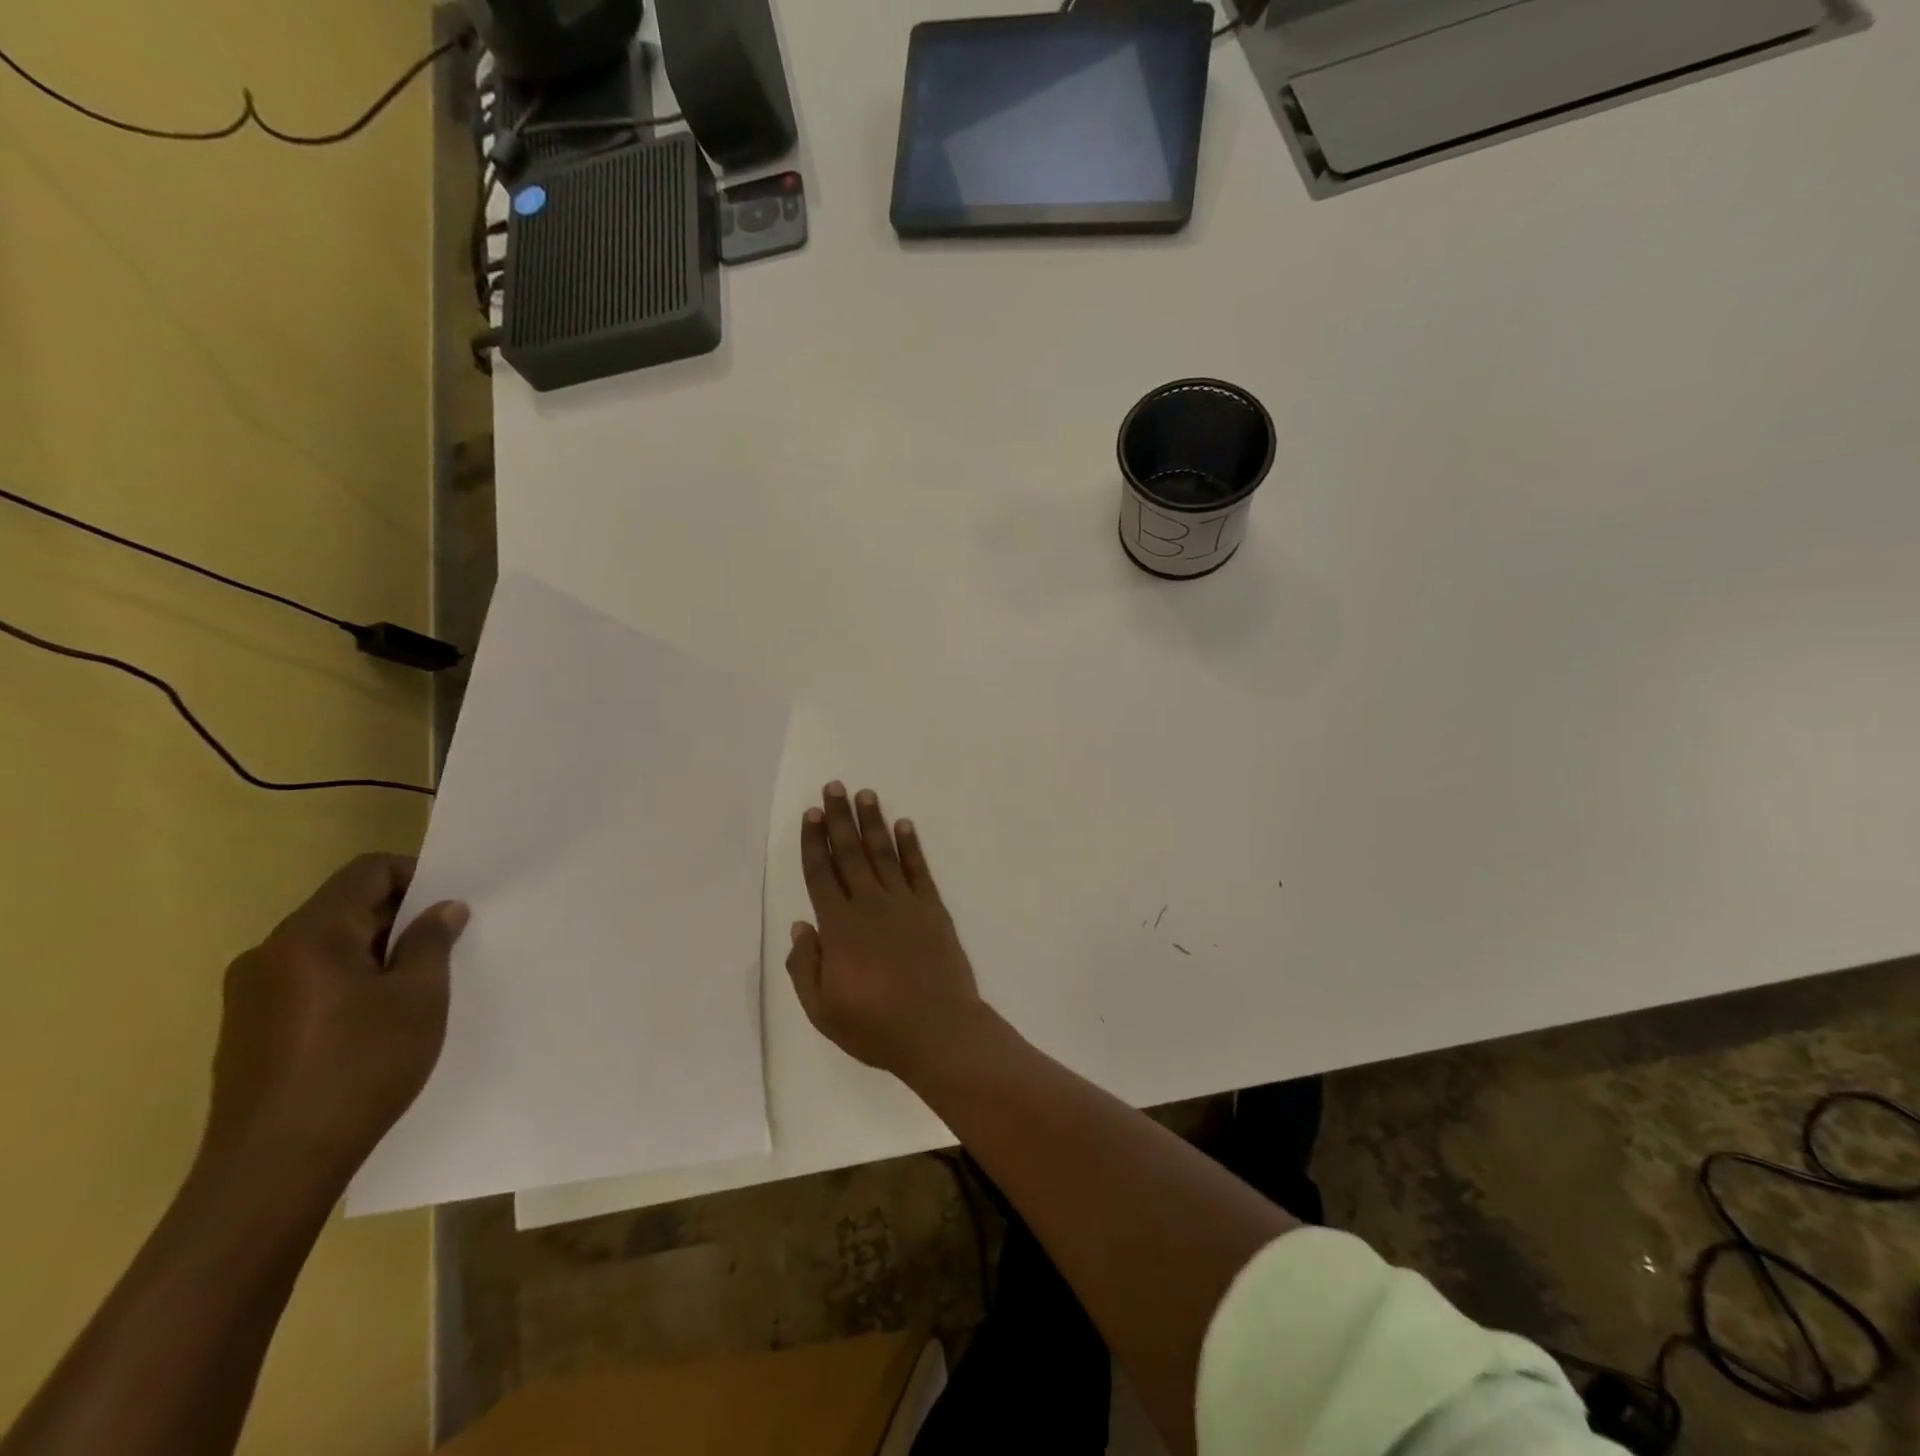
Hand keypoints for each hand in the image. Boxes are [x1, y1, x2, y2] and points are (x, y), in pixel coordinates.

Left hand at [199, 854, 467, 1194]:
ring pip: (328, 947)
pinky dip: (349, 982)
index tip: (450, 906)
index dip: (415, 875)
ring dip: (376, 953)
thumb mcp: (418, 998)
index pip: (366, 871)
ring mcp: (251, 994)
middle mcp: (270, 953)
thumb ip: (431, 942)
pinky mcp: (248, 1029)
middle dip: (400, 918)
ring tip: (416, 989)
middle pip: (345, 907)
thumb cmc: (359, 1068)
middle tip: (446, 948)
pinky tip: (375, 1022)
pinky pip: (309, 981)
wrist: (273, 1169)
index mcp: (309, 936)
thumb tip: (442, 909)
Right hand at [786, 783, 988, 1082]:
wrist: (939, 1031)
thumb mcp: (822, 1010)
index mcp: (839, 927)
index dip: (814, 842)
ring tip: (866, 794)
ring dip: (873, 823)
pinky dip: (911, 846)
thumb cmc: (876, 1026)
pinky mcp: (932, 909)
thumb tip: (800, 925)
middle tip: (834, 787)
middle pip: (850, 853)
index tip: (811, 814)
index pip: (821, 874)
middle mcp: (870, 905)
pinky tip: (905, 825)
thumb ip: (805, 966)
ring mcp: (904, 904)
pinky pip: (918, 870)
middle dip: (840, 819)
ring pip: (883, 853)